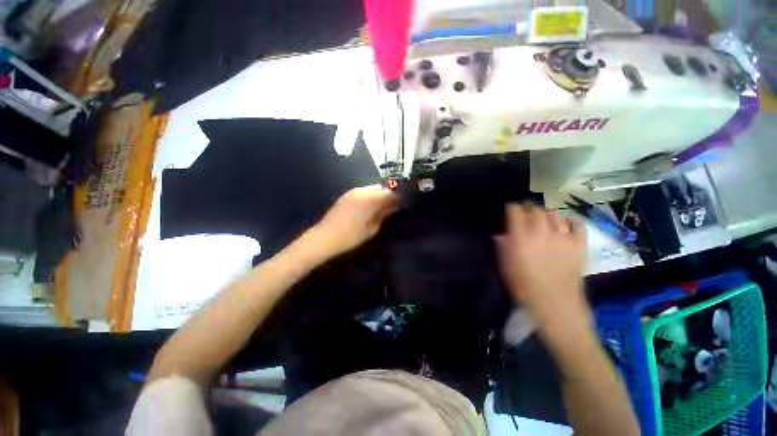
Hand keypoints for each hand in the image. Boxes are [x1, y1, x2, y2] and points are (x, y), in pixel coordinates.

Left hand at [310, 185, 398, 257]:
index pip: (390, 192)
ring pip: (372, 188)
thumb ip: (383, 215)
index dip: (398, 197)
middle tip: (392, 207)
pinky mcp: (346, 195)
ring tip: (382, 207)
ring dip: (379, 195)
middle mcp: (361, 191)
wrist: (325, 237)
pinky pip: (363, 191)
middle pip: (381, 188)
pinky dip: (370, 196)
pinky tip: (370, 207)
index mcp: (370, 199)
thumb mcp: (371, 228)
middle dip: (388, 195)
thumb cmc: (350, 236)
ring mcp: (352, 192)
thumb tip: (392, 207)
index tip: (402, 204)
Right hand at [496, 203, 589, 329]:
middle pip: (535, 209)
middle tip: (526, 212)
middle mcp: (541, 233)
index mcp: (520, 239)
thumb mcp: (506, 266)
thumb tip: (499, 235)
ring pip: (554, 214)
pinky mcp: (579, 244)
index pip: (515, 212)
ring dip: (546, 214)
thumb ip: (503, 247)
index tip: (510, 208)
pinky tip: (564, 226)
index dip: (512, 207)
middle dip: (529, 208)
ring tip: (543, 219)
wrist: (555, 303)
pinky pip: (577, 224)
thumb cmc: (525, 286)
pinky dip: (569, 221)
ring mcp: (563, 237)